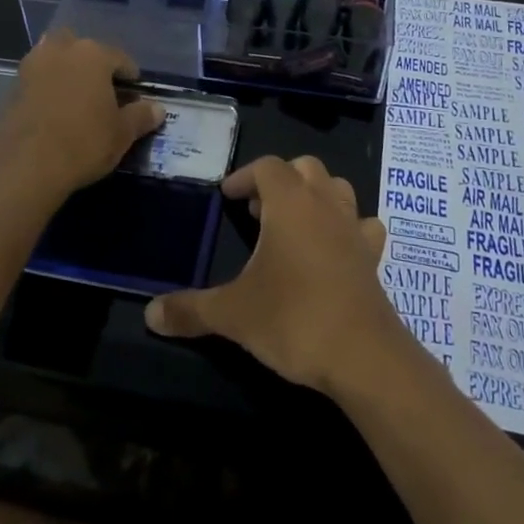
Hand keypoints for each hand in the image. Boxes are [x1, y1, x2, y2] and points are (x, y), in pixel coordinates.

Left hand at [0, 29, 165, 200]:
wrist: (24, 165)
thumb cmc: (83, 142)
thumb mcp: (122, 134)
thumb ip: (141, 117)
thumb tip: (158, 109)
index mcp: (93, 54)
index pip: (121, 59)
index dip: (131, 80)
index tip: (134, 101)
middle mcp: (62, 49)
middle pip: (84, 51)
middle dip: (94, 67)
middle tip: (103, 96)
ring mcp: (33, 65)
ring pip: (57, 60)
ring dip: (68, 73)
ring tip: (78, 102)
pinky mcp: (12, 86)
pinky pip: (39, 79)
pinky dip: (48, 89)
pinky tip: (55, 113)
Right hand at [143, 155, 407, 394]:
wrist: (363, 357)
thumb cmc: (294, 319)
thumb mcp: (233, 314)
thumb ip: (190, 309)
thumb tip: (149, 314)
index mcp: (290, 203)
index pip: (267, 166)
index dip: (244, 176)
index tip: (227, 197)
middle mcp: (325, 204)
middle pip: (305, 168)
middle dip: (279, 180)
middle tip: (257, 210)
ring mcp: (354, 229)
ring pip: (337, 189)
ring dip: (314, 195)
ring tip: (292, 224)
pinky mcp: (373, 257)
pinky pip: (363, 226)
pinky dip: (347, 227)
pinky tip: (334, 249)